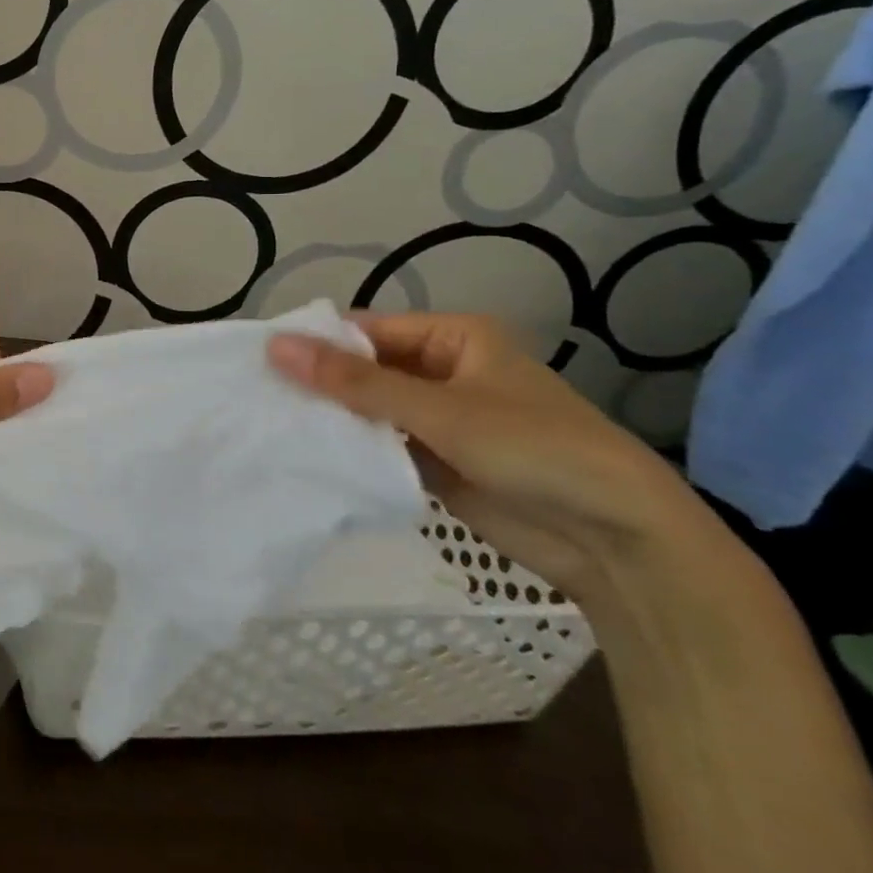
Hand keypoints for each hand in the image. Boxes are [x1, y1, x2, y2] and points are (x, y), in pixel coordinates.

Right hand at [266, 313, 721, 606]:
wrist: (617, 542)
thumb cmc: (534, 449)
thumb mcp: (437, 409)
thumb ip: (353, 381)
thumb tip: (275, 346)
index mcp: (452, 338)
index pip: (366, 330)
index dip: (317, 343)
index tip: (260, 361)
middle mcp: (441, 371)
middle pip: (364, 369)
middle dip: (320, 383)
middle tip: (255, 394)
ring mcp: (438, 419)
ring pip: (368, 409)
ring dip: (331, 418)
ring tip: (267, 422)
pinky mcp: (435, 461)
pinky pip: (380, 444)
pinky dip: (350, 448)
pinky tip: (304, 453)